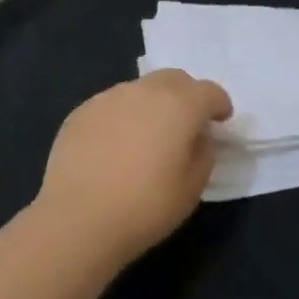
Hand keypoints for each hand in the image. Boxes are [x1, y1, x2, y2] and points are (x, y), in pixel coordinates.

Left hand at [34, 69, 233, 263]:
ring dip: (152, 104)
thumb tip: (197, 136)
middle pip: (174, 79)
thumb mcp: (192, 188)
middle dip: (186, 95)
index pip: (209, 91)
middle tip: (187, 123)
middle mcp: (144, 91)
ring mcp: (108, 98)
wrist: (78, 219)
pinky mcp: (81, 112)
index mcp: (179, 105)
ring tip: (147, 137)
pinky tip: (115, 147)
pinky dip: (122, 117)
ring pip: (140, 90)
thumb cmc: (145, 207)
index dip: (219, 104)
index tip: (220, 120)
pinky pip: (112, 105)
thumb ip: (203, 152)